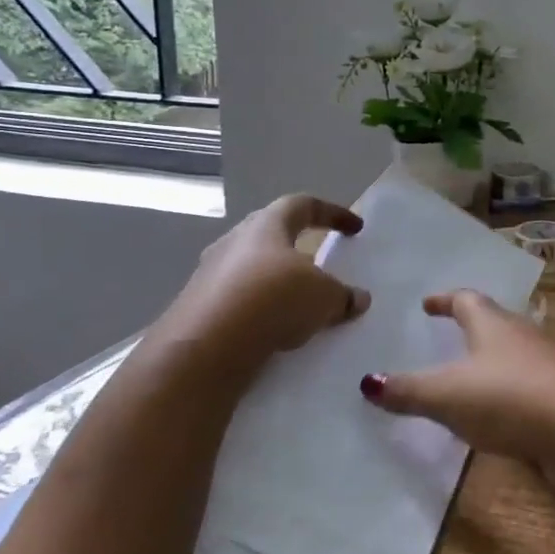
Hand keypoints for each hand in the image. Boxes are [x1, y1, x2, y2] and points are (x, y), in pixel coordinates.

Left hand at [156, 195, 370, 373]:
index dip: (333, 213)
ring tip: (299, 304)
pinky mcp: (196, 309)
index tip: (355, 228)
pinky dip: (259, 311)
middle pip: (271, 235)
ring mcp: (209, 275)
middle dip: (298, 246)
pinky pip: (238, 302)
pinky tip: (274, 331)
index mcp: (266, 225)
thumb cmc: (273, 300)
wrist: (204, 348)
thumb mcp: (324, 297)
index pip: (303, 205)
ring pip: (251, 270)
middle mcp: (233, 242)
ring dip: (277, 282)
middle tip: (319, 262)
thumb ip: (343, 295)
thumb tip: (358, 298)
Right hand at [361, 290, 554, 475]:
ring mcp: (545, 365)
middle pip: (493, 322)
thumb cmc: (508, 397)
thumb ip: (409, 390)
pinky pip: (525, 386)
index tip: (428, 304)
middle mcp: (522, 335)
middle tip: (446, 335)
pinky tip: (496, 414)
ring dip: (490, 361)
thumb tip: (369, 381)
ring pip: (511, 354)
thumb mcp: (447, 395)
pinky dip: (506, 392)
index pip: (466, 300)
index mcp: (493, 324)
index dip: (445, 300)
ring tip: (466, 376)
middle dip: (470, 327)